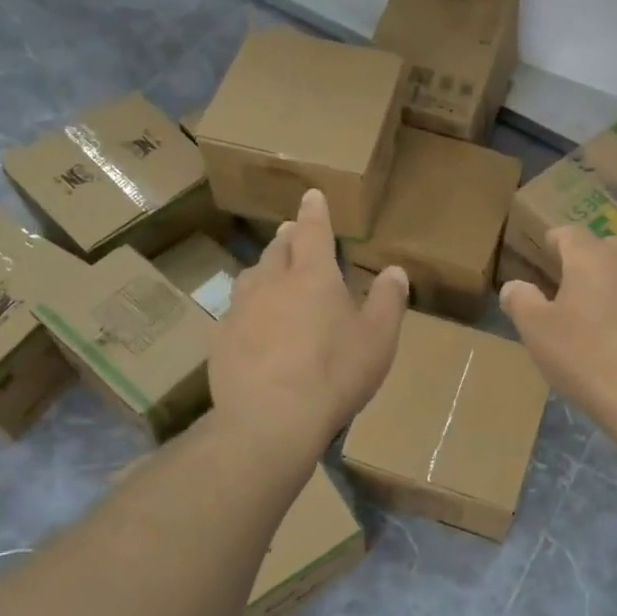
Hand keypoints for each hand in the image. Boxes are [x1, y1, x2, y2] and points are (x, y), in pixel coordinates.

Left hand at [210, 189, 408, 457]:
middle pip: (277, 249)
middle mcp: (272, 283)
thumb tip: (395, 271)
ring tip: (271, 274)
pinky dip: (247, 309)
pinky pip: (235, 312)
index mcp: (313, 276)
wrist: (271, 419)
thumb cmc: (335, 373)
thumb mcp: (378, 339)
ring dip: (264, 269)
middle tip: (292, 233)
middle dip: (287, 237)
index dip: (314, 212)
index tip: (311, 196)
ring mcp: (241, 310)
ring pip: (251, 276)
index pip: (313, 231)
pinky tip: (252, 325)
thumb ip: (389, 300)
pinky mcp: (221, 339)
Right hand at [500, 226, 616, 429]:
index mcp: (590, 259)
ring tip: (598, 315)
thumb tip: (513, 286)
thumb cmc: (583, 355)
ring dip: (613, 286)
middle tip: (570, 284)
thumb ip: (521, 301)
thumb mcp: (537, 330)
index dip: (556, 239)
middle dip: (587, 259)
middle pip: (605, 248)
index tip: (547, 250)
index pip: (571, 233)